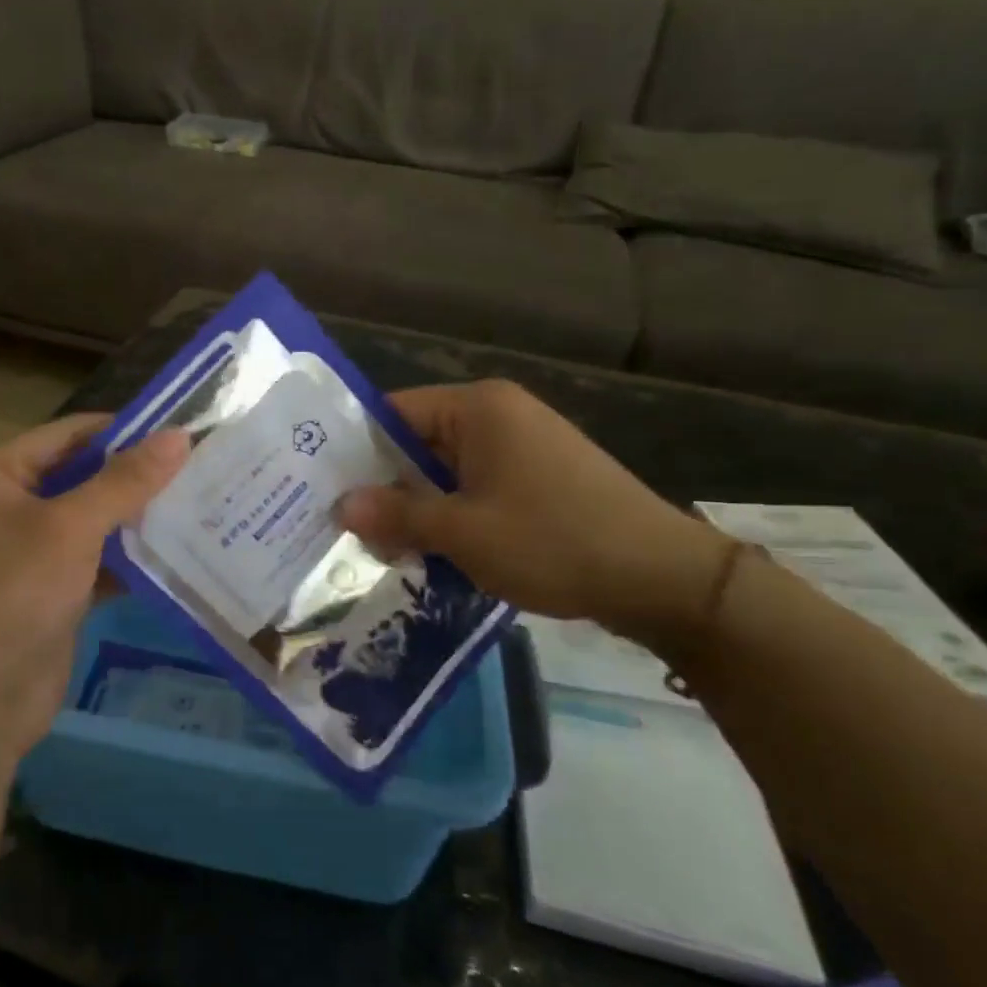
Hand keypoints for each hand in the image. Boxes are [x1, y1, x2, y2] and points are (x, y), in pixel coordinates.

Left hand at [0, 415, 188, 761]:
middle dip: (138, 476)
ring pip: (95, 521)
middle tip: (202, 467)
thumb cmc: (13, 595)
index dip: (124, 429)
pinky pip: (99, 561)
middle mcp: (12, 506)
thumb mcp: (71, 528)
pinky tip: (180, 552)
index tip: (182, 430)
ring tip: (203, 503)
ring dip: (139, 517)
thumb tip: (180, 435)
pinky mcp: (54, 592)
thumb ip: (125, 481)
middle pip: (84, 476)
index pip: (70, 434)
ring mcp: (32, 552)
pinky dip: (131, 558)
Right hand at [338, 380, 728, 648]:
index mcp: (478, 407)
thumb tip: (341, 507)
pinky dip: (452, 514)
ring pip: (446, 469)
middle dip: (384, 485)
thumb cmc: (554, 541)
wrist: (664, 579)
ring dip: (418, 506)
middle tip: (342, 526)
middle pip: (418, 441)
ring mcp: (523, 445)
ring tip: (380, 546)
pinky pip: (477, 486)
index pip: (393, 412)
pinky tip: (431, 551)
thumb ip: (397, 515)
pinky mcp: (539, 477)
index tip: (321, 488)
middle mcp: (498, 414)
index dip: (355, 450)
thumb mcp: (464, 531)